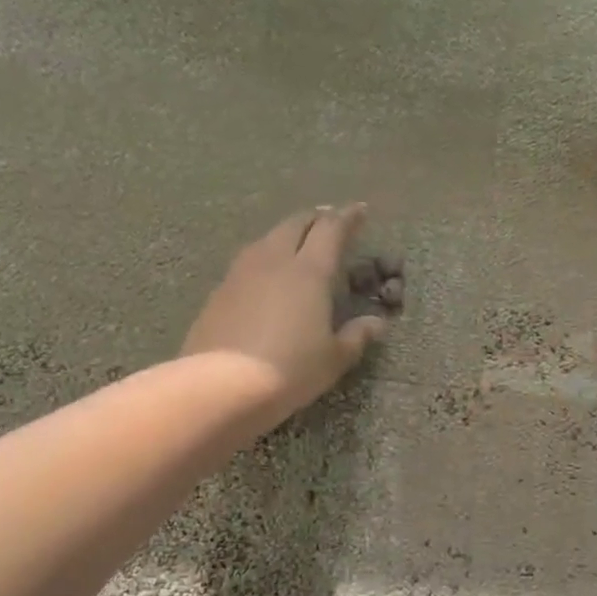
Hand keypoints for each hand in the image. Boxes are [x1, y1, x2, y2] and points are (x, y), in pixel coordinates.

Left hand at [181, 204, 387, 424]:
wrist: (220, 385)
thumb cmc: (290, 370)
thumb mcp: (334, 359)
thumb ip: (357, 336)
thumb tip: (376, 323)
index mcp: (309, 271)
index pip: (332, 230)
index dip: (348, 217)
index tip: (360, 210)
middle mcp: (274, 261)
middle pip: (296, 225)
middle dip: (316, 218)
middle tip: (330, 220)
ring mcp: (241, 273)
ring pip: (268, 238)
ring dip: (288, 233)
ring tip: (299, 241)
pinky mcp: (220, 291)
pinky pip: (249, 261)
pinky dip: (266, 257)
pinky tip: (268, 273)